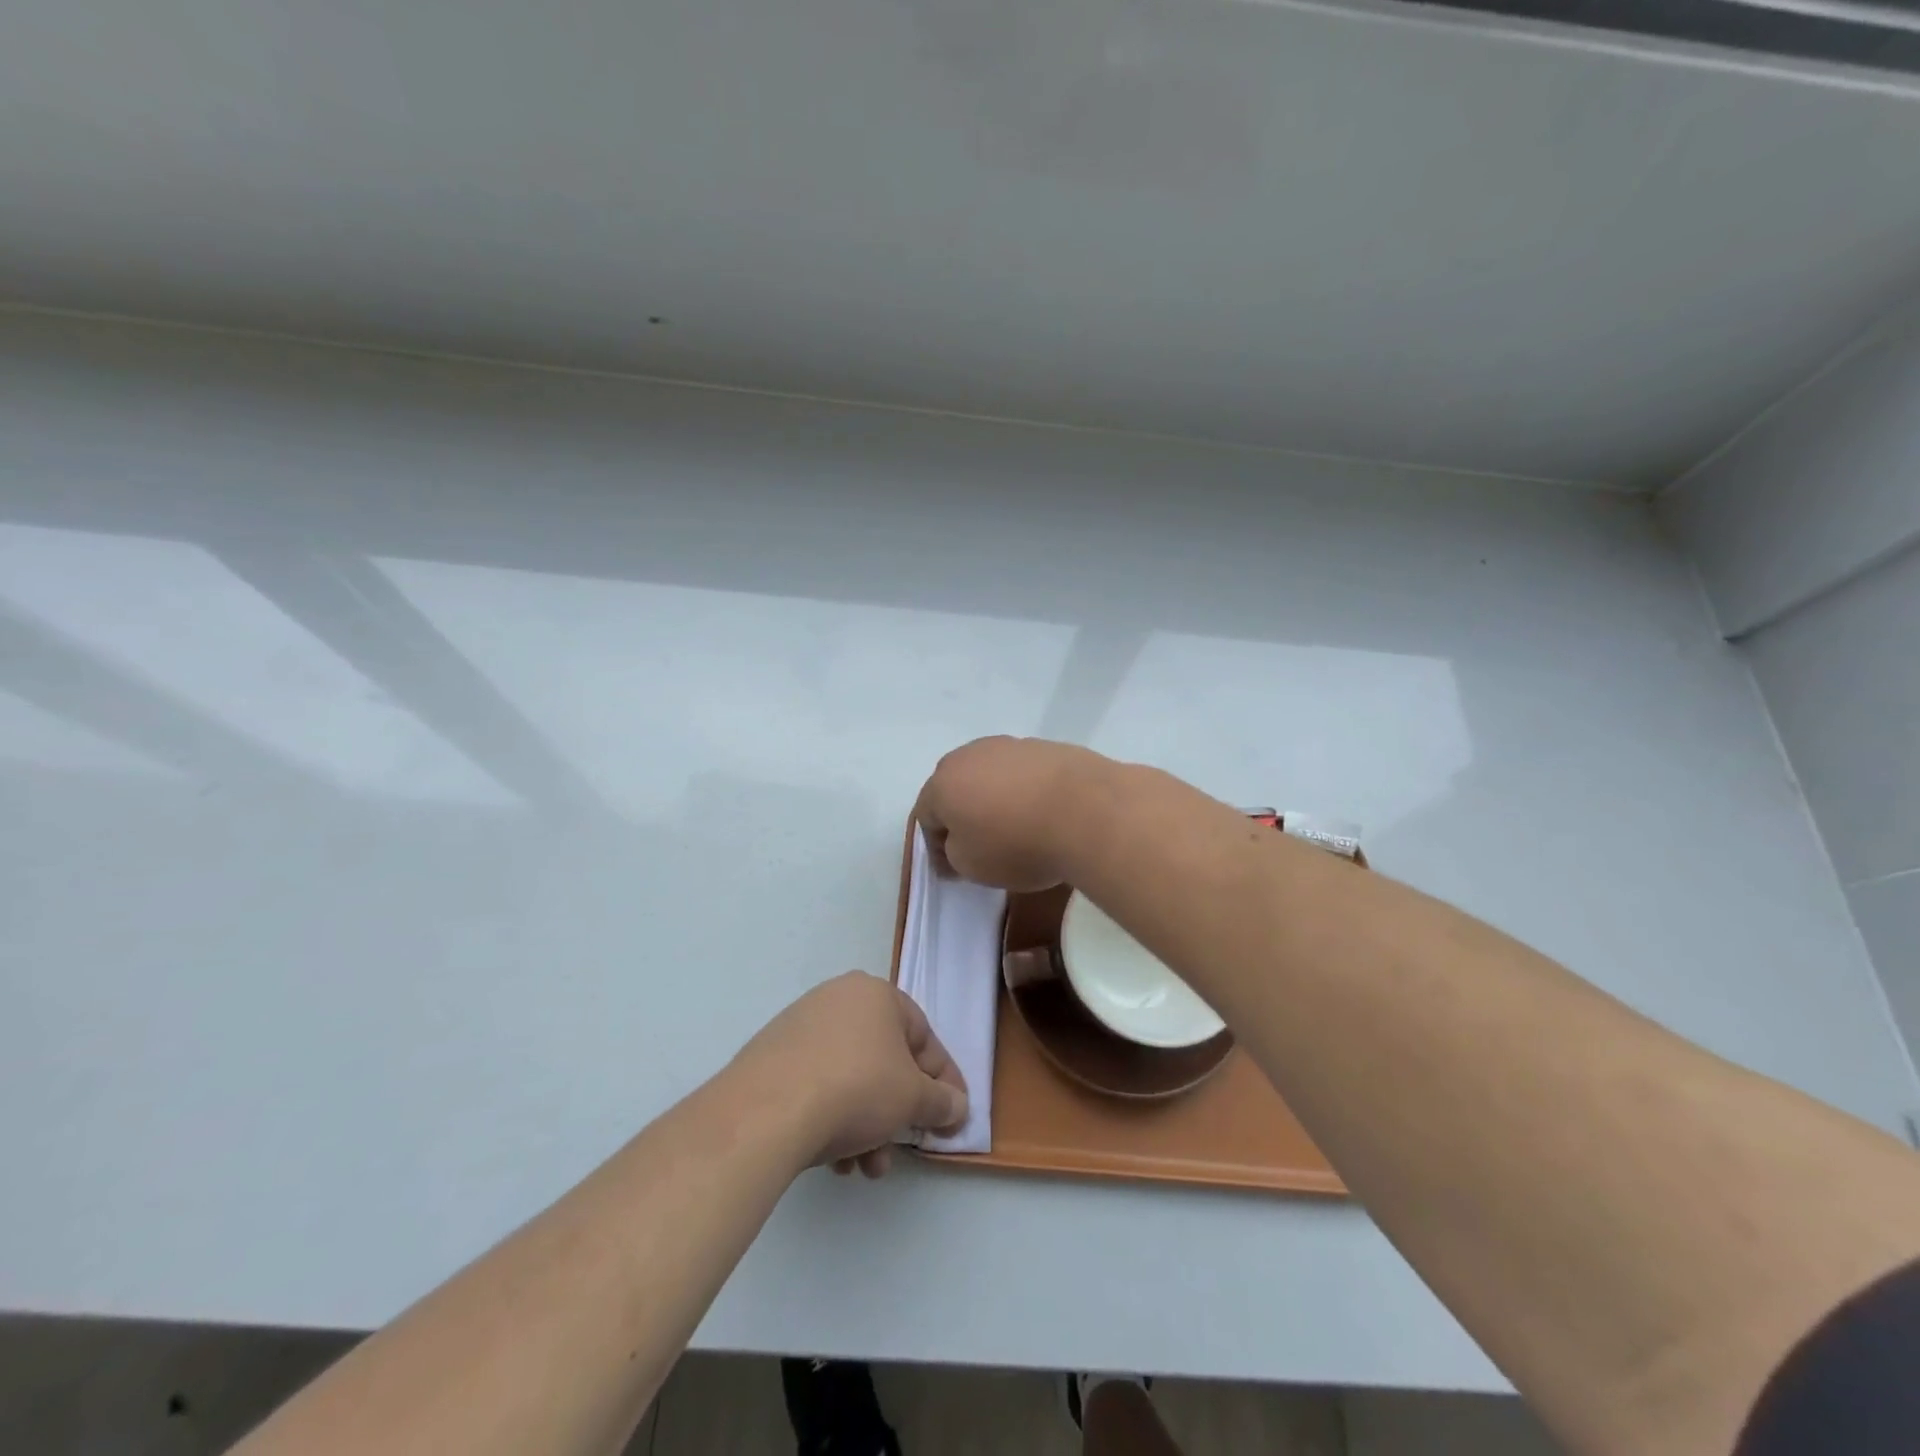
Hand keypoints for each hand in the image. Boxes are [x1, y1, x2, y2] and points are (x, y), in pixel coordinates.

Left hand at [733, 972, 967, 1177]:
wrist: (768, 1111)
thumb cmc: (856, 1088)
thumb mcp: (912, 1099)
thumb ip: (941, 1102)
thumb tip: (957, 1106)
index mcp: (876, 994)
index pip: (923, 1038)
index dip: (944, 1081)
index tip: (953, 1117)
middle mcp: (839, 999)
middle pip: (884, 1062)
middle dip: (897, 1114)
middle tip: (902, 1149)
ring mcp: (801, 1026)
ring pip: (851, 1078)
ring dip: (867, 1126)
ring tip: (865, 1167)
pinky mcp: (772, 1056)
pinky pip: (818, 1086)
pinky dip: (833, 1119)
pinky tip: (834, 1160)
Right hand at [912, 736, 1106, 890]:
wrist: (1086, 811)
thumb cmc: (1017, 844)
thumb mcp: (971, 867)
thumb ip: (953, 854)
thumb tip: (959, 842)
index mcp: (943, 783)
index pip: (925, 816)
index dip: (935, 847)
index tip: (953, 870)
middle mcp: (970, 755)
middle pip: (956, 788)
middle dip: (962, 815)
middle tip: (979, 845)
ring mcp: (1010, 746)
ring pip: (991, 776)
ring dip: (995, 800)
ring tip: (1017, 829)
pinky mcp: (1046, 747)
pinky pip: (1024, 774)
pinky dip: (1026, 791)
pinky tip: (1044, 813)